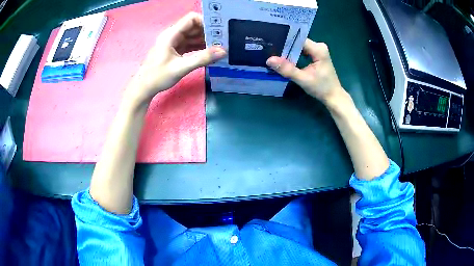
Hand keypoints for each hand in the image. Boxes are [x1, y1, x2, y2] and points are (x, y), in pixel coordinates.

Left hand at [125, 12, 226, 105]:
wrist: (144, 88)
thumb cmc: (158, 77)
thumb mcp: (181, 67)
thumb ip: (202, 58)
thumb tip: (223, 51)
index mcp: (171, 34)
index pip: (191, 19)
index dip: (205, 22)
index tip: (218, 31)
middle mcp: (173, 35)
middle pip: (194, 27)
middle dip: (208, 32)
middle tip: (222, 40)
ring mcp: (173, 43)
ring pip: (193, 36)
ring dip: (205, 40)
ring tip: (219, 47)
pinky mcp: (175, 50)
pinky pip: (190, 44)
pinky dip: (199, 47)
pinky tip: (209, 53)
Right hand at [266, 40, 345, 105]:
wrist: (333, 97)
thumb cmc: (322, 88)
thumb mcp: (303, 79)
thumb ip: (287, 69)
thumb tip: (269, 60)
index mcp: (318, 49)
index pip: (297, 40)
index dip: (284, 41)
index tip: (270, 43)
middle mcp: (319, 46)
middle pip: (297, 42)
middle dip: (284, 46)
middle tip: (269, 49)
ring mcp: (317, 50)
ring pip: (298, 46)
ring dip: (288, 50)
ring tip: (273, 53)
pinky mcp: (316, 55)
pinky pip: (301, 51)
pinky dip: (293, 54)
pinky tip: (284, 58)